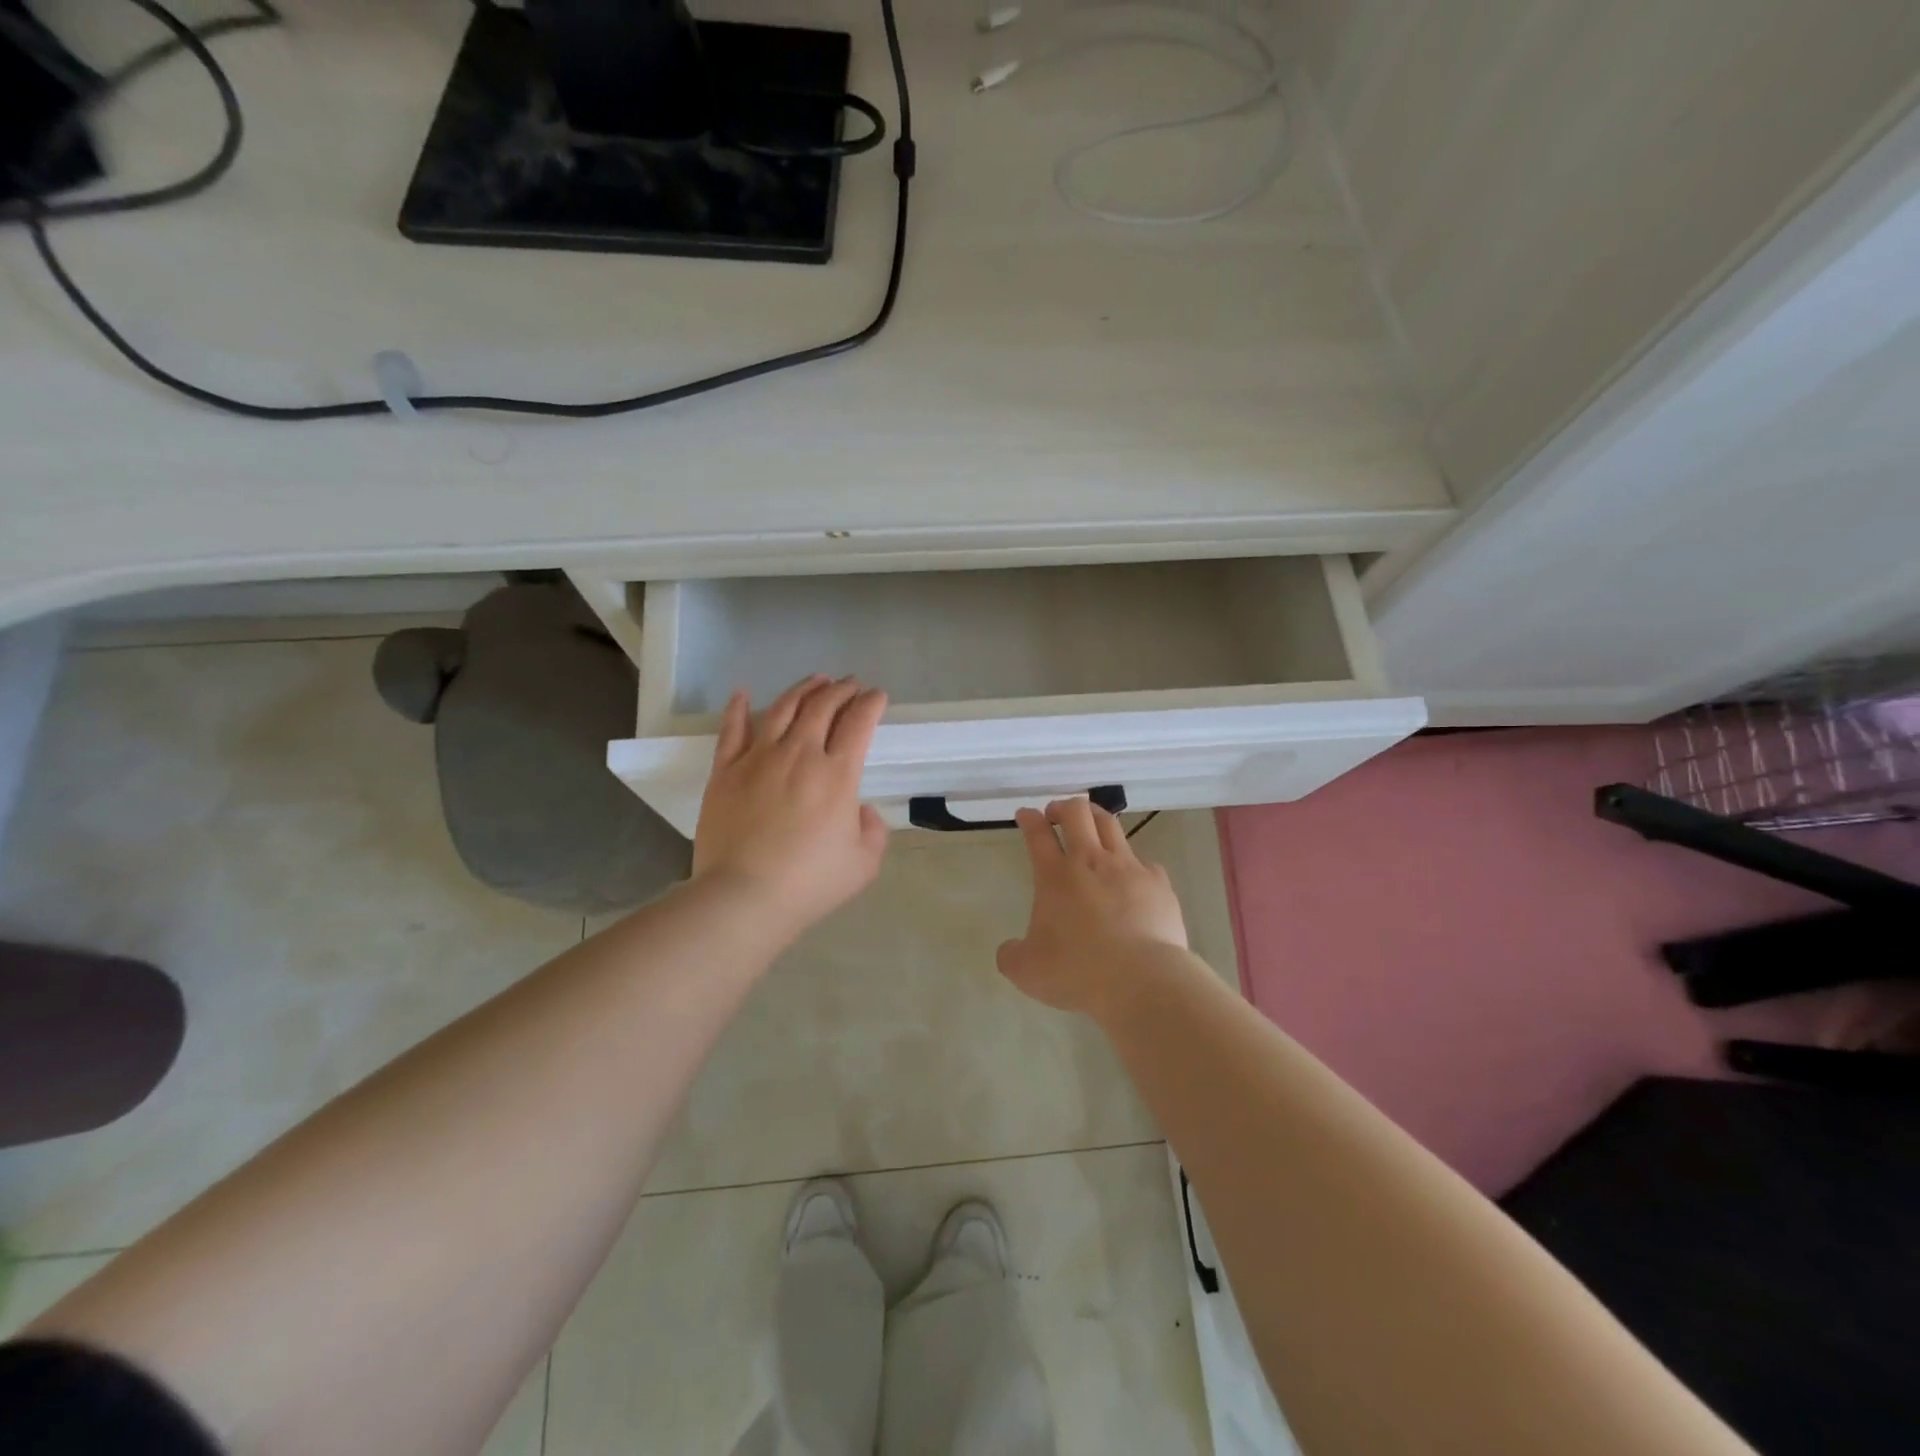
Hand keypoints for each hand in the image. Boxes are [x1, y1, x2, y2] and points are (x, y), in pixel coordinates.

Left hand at [692, 675, 890, 938]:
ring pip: (782, 708)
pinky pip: (732, 729)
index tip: (877, 696)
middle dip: (842, 689)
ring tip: (816, 680)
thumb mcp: (864, 863)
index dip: (871, 703)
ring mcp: (758, 758)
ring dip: (803, 689)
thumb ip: (873, 830)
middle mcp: (800, 754)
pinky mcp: (725, 770)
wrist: (744, 896)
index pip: (859, 722)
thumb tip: (860, 810)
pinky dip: (738, 707)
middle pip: (823, 706)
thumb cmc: (810, 883)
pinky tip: (743, 692)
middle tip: (851, 684)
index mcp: (837, 774)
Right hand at [996, 798, 1187, 1019]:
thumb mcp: (1028, 971)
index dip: (1029, 819)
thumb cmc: (1078, 971)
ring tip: (1091, 824)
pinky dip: (1133, 864)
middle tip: (1057, 814)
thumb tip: (1009, 950)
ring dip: (1096, 818)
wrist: (1141, 979)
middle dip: (1063, 806)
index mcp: (1055, 876)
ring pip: (1111, 825)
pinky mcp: (1158, 883)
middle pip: (1077, 813)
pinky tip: (1132, 878)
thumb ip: (1012, 956)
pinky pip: (1144, 862)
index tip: (1026, 814)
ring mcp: (1128, 868)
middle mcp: (1090, 861)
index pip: (1038, 834)